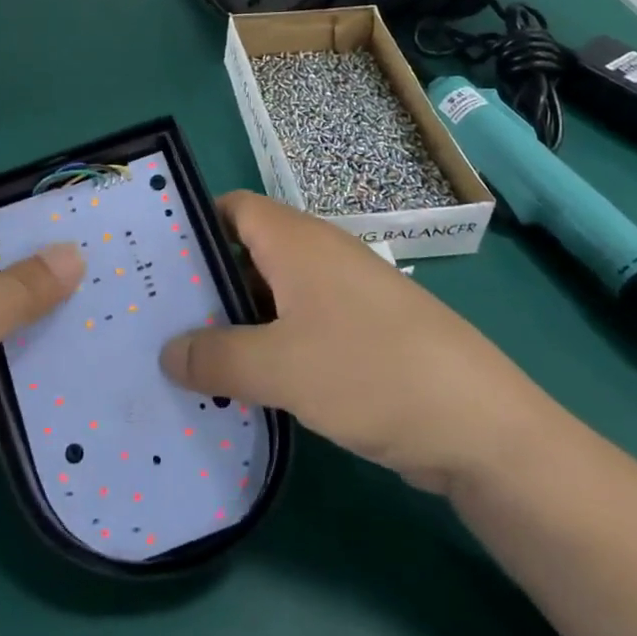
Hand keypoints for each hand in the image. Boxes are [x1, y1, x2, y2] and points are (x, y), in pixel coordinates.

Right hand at [159, 191, 564, 494]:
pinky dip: (268, 348)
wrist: (482, 427)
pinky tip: (243, 385)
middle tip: (157, 318)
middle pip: (246, 253)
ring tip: (187, 357)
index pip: (231, 208)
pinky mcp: (360, 335)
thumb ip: (215, 357)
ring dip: (234, 322)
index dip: (192, 226)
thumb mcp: (279, 367)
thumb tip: (167, 354)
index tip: (153, 262)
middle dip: (203, 284)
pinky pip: (297, 328)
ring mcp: (343, 297)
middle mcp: (319, 257)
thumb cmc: (371, 372)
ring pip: (271, 296)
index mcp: (297, 241)